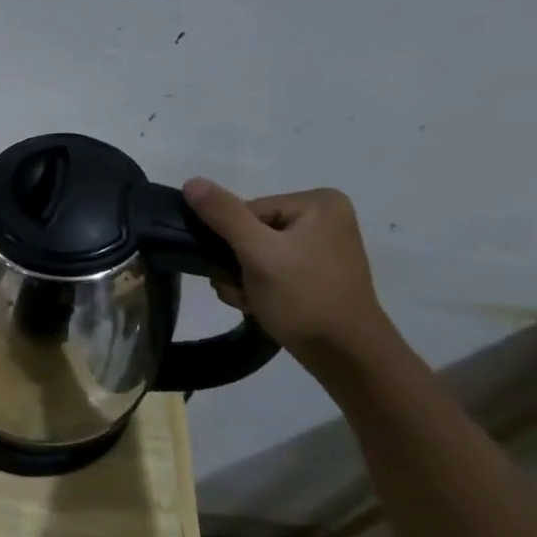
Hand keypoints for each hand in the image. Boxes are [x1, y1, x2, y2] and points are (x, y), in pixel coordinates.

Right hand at [182, 178, 395, 364]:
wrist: (345, 355)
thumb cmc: (304, 297)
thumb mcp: (258, 253)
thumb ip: (223, 215)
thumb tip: (191, 181)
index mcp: (316, 202)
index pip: (245, 211)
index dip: (230, 241)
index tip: (235, 270)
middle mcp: (322, 217)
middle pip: (248, 232)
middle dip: (235, 264)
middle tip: (243, 290)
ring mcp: (319, 246)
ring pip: (253, 254)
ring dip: (240, 279)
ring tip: (253, 301)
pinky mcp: (313, 272)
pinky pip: (268, 269)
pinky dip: (256, 287)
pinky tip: (261, 305)